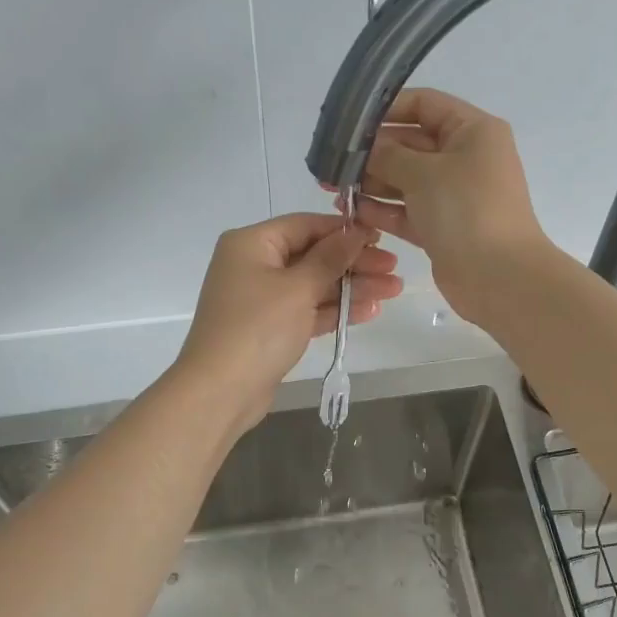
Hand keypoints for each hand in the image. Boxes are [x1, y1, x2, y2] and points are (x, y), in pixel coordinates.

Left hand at [174, 213, 401, 429]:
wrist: (220, 391)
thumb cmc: (257, 328)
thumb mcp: (298, 288)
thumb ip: (330, 258)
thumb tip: (356, 232)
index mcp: (252, 244)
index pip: (305, 225)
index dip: (344, 230)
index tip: (380, 237)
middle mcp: (254, 265)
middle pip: (312, 255)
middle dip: (354, 262)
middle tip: (395, 269)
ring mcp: (262, 299)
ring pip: (314, 285)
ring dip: (352, 287)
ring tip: (394, 290)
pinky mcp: (271, 328)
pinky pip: (308, 310)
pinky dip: (335, 310)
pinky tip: (370, 310)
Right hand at [343, 89, 550, 320]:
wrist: (500, 277)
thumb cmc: (467, 211)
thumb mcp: (423, 173)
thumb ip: (388, 155)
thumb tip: (363, 148)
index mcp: (472, 131)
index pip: (424, 104)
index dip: (386, 109)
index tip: (349, 123)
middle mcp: (465, 158)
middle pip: (410, 144)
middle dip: (371, 153)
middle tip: (330, 162)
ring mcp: (454, 195)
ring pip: (405, 180)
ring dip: (371, 183)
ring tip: (333, 189)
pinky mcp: (443, 227)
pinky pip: (407, 211)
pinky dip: (383, 210)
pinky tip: (352, 212)